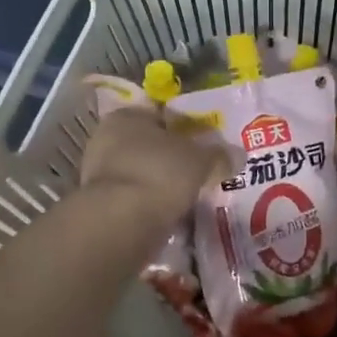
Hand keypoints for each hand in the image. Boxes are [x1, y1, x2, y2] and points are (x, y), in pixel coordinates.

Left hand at [79, 103, 229, 225]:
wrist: (121, 222)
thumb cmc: (160, 173)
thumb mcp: (201, 160)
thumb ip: (219, 155)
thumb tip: (237, 155)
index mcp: (128, 115)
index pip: (160, 114)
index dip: (185, 128)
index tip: (204, 144)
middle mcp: (107, 138)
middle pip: (149, 145)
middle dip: (172, 158)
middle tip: (200, 172)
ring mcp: (99, 173)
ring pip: (141, 172)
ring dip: (161, 183)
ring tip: (189, 196)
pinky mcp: (100, 204)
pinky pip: (134, 198)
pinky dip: (150, 204)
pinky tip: (170, 214)